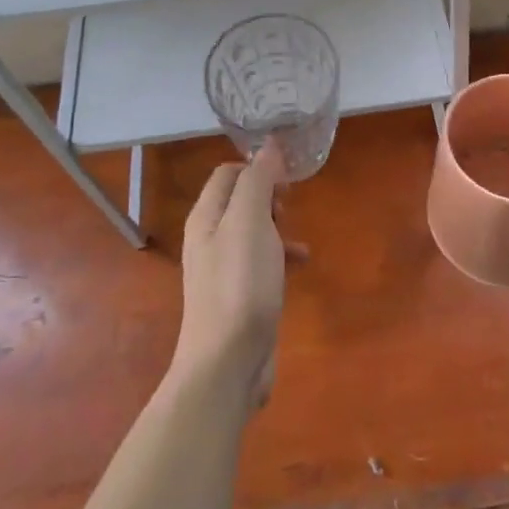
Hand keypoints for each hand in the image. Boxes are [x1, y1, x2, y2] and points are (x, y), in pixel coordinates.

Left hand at [172, 143, 288, 411]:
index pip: (228, 173)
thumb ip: (258, 181)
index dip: (257, 167)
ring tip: (297, 233)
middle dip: (268, 195)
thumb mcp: (250, 223)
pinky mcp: (240, 295)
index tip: (287, 178)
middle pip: (239, 199)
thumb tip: (269, 146)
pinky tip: (301, 264)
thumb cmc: (240, 284)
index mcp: (206, 217)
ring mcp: (224, 269)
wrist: (228, 363)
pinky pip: (261, 261)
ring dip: (277, 224)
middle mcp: (210, 238)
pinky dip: (281, 254)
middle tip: (290, 205)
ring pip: (253, 230)